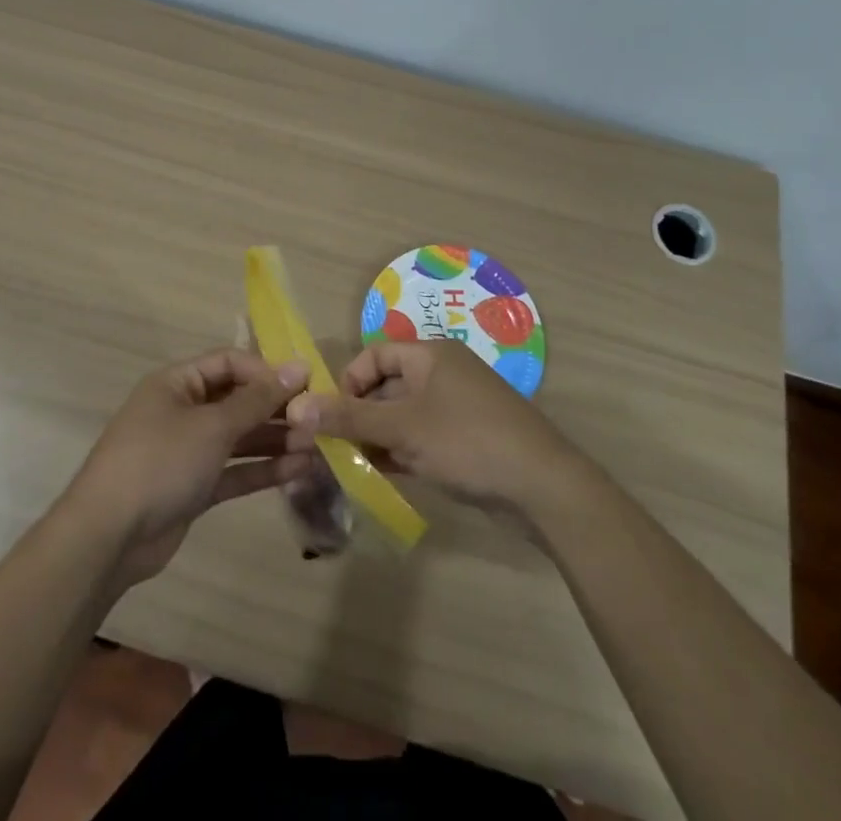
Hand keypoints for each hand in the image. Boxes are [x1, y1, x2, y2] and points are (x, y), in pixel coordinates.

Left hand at [63, 348, 312, 587]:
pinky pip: (234, 469)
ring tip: (315, 446)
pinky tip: (298, 469)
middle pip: (237, 400)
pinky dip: (262, 469)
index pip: (230, 363)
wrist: (107, 538)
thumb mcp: (212, 425)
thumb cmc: (160, 462)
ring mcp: (188, 451)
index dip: (267, 370)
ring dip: (275, 440)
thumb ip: (257, 399)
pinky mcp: (194, 487)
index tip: (307, 384)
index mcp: (178, 383)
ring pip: (239, 437)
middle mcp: (183, 410)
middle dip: (276, 409)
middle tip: (317, 420)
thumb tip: (298, 366)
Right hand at [286, 341, 582, 519]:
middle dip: (359, 415)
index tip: (333, 416)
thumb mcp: (403, 428)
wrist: (543, 486)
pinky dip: (401, 451)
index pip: (375, 354)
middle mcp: (443, 373)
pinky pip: (422, 437)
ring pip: (403, 415)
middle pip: (387, 385)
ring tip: (351, 466)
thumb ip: (350, 418)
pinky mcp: (467, 439)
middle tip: (334, 448)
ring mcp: (457, 407)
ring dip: (377, 437)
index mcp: (430, 354)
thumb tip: (297, 407)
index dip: (349, 381)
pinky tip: (381, 475)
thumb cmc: (468, 441)